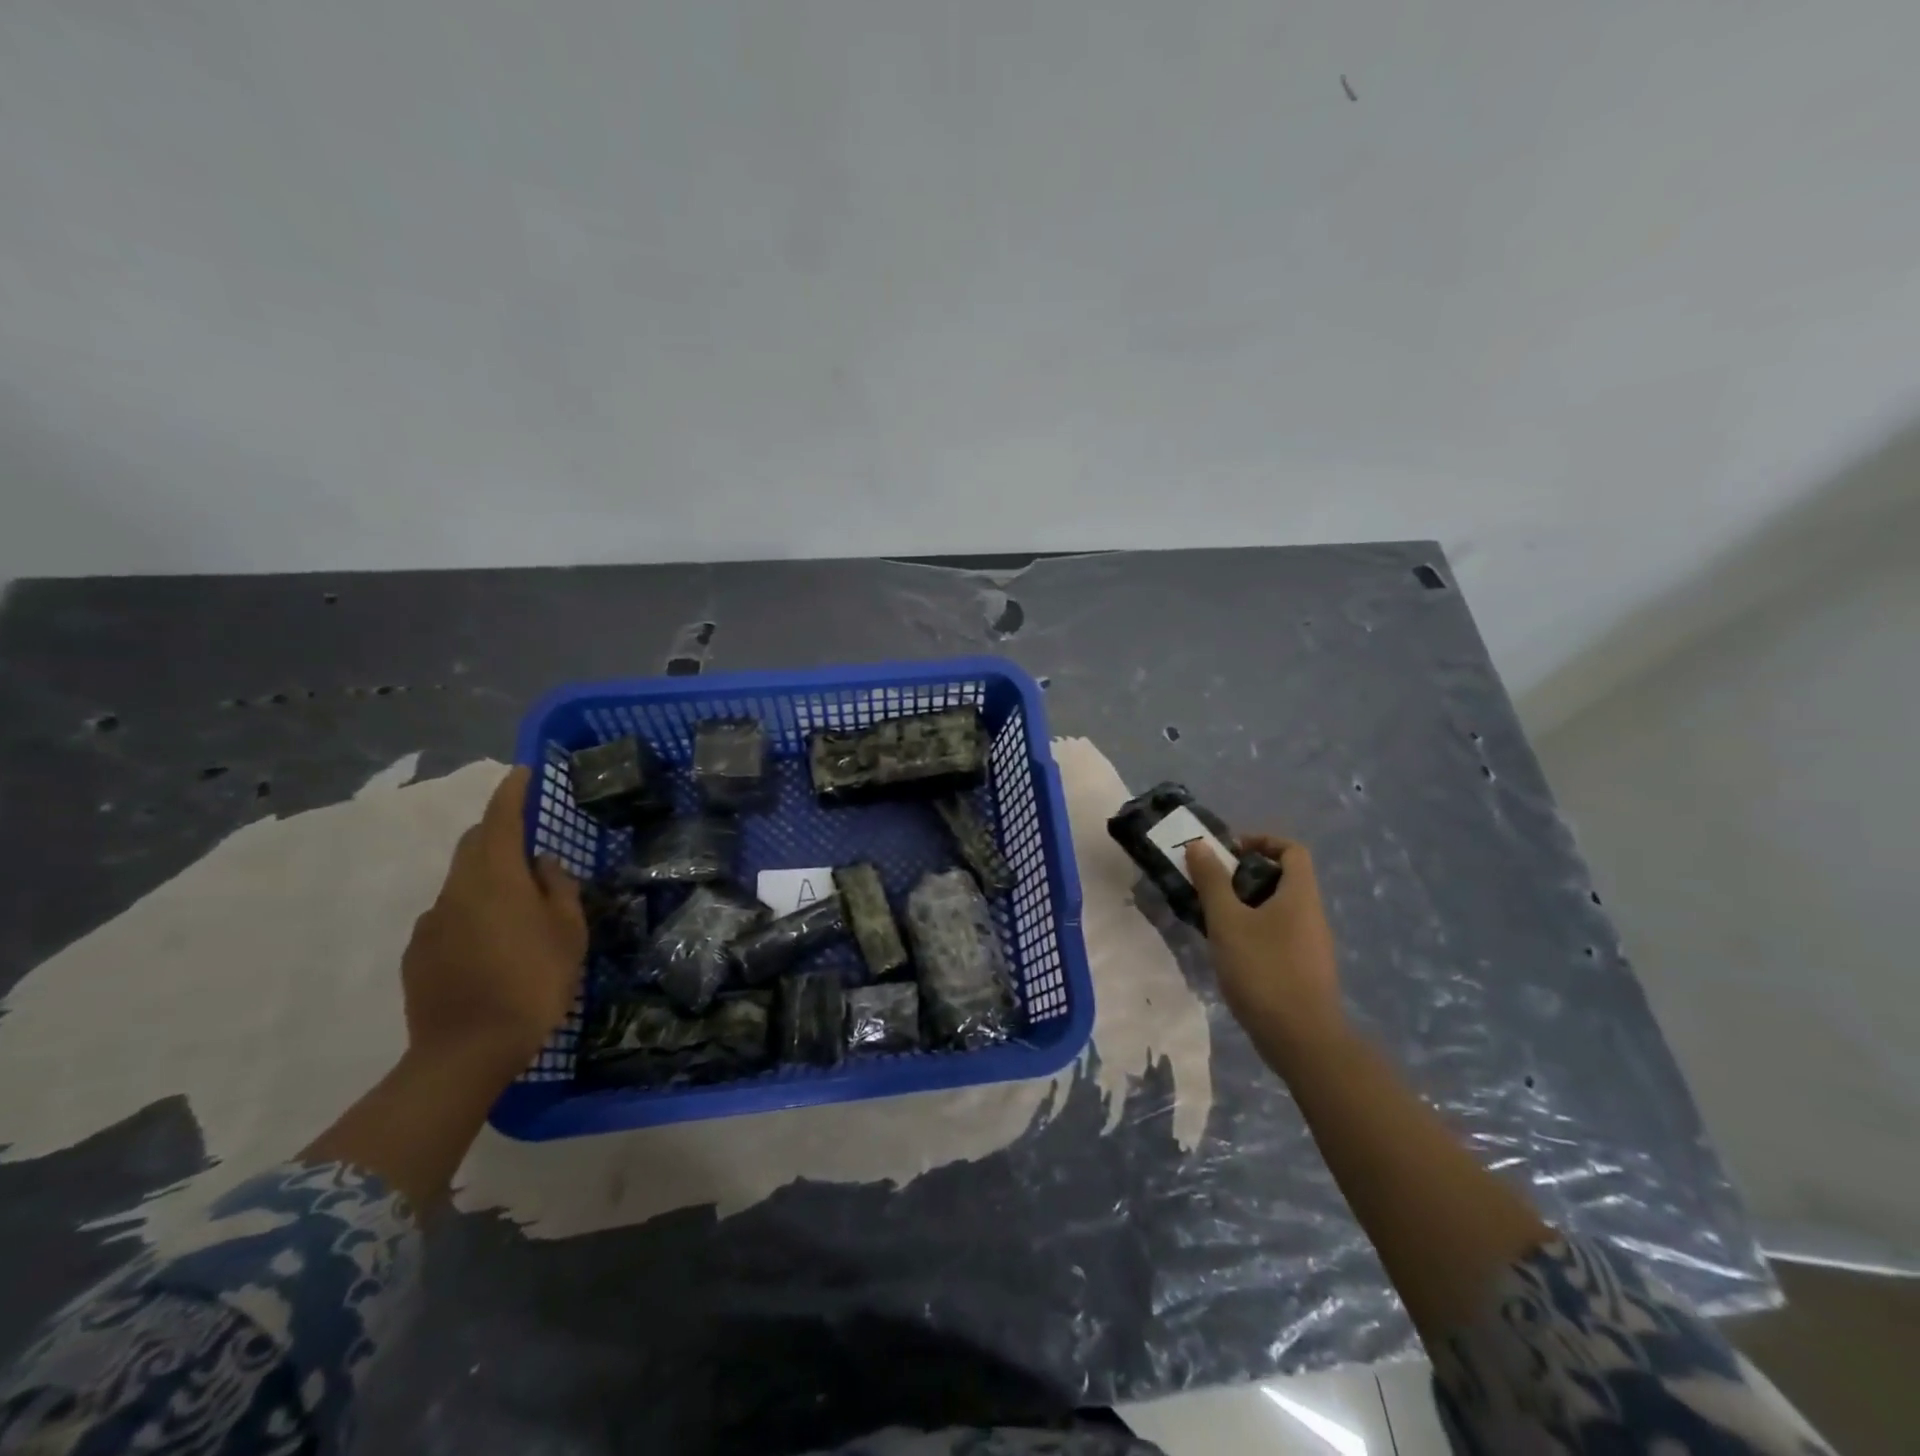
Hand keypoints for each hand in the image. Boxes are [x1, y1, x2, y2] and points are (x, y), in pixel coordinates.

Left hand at [401, 766, 586, 1081]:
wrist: (466, 1052)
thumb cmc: (533, 982)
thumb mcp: (568, 933)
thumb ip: (558, 890)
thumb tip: (543, 865)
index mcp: (496, 879)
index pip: (501, 819)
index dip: (512, 792)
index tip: (523, 772)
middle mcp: (457, 891)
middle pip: (473, 845)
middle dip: (497, 830)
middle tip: (527, 836)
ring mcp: (431, 923)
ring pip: (461, 881)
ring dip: (487, 875)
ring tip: (516, 902)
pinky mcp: (418, 953)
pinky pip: (448, 916)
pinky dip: (471, 912)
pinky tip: (491, 943)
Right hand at [1186, 834, 1344, 1052]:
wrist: (1301, 1039)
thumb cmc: (1263, 970)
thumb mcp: (1227, 921)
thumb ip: (1212, 881)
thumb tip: (1199, 845)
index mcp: (1300, 895)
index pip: (1291, 849)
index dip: (1262, 841)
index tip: (1229, 852)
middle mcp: (1312, 914)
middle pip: (1284, 878)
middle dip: (1246, 875)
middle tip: (1212, 885)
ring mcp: (1312, 945)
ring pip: (1279, 909)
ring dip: (1247, 905)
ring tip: (1213, 918)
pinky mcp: (1305, 970)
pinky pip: (1279, 934)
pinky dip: (1255, 930)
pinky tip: (1230, 951)